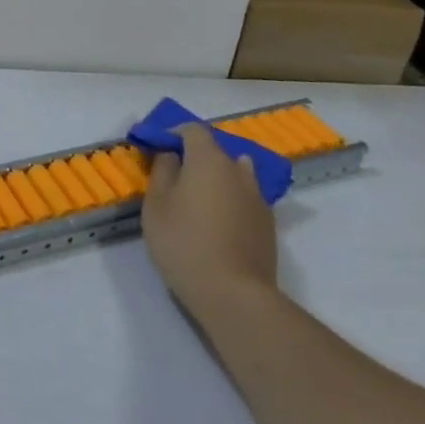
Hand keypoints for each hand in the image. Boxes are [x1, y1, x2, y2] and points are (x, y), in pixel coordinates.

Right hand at [141, 122, 277, 319]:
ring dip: (216, 178)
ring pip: (235, 175)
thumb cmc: (184, 242)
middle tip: (173, 178)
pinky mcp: (268, 224)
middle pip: (216, 151)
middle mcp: (238, 171)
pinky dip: (230, 200)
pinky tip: (217, 223)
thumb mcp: (156, 204)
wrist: (234, 294)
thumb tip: (171, 155)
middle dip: (194, 157)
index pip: (192, 130)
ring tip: (198, 200)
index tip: (157, 148)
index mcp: (209, 160)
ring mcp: (258, 198)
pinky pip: (245, 198)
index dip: (173, 133)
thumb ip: (162, 171)